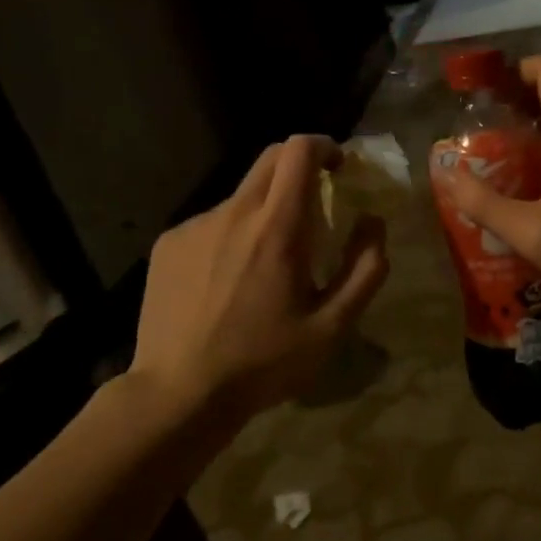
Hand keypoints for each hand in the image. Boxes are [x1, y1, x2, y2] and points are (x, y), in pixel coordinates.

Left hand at [127, 135, 388, 432]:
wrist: (180, 393)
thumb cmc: (265, 361)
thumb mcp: (333, 326)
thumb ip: (365, 268)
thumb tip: (373, 221)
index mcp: (277, 228)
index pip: (298, 151)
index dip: (324, 146)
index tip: (339, 168)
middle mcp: (233, 213)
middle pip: (269, 161)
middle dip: (299, 169)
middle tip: (314, 206)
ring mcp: (194, 227)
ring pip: (240, 197)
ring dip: (264, 212)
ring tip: (266, 266)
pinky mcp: (168, 245)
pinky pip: (211, 224)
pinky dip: (231, 236)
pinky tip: (227, 283)